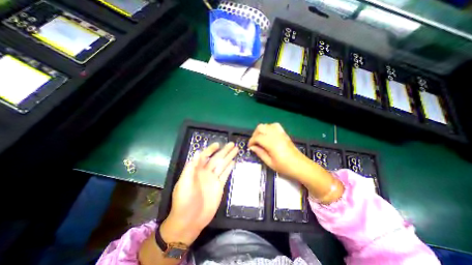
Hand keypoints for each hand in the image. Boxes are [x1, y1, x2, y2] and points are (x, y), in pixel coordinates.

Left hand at [161, 142, 237, 244]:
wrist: (190, 221)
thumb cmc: (184, 200)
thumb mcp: (184, 183)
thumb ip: (191, 168)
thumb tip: (196, 152)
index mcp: (197, 170)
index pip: (205, 156)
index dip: (211, 149)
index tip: (218, 144)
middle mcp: (206, 172)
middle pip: (217, 158)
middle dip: (224, 151)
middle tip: (232, 144)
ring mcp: (213, 179)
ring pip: (223, 165)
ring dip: (229, 157)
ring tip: (236, 149)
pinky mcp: (219, 186)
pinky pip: (225, 174)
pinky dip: (229, 168)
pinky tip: (233, 162)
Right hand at [247, 123, 310, 178]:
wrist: (300, 166)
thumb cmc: (285, 166)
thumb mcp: (270, 163)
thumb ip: (260, 153)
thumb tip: (252, 147)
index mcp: (271, 143)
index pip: (257, 137)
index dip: (251, 141)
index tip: (249, 147)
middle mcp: (275, 135)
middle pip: (261, 127)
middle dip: (255, 134)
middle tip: (254, 143)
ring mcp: (280, 133)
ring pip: (267, 125)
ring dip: (261, 130)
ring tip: (260, 138)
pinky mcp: (284, 133)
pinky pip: (274, 125)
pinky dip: (269, 128)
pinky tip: (268, 134)